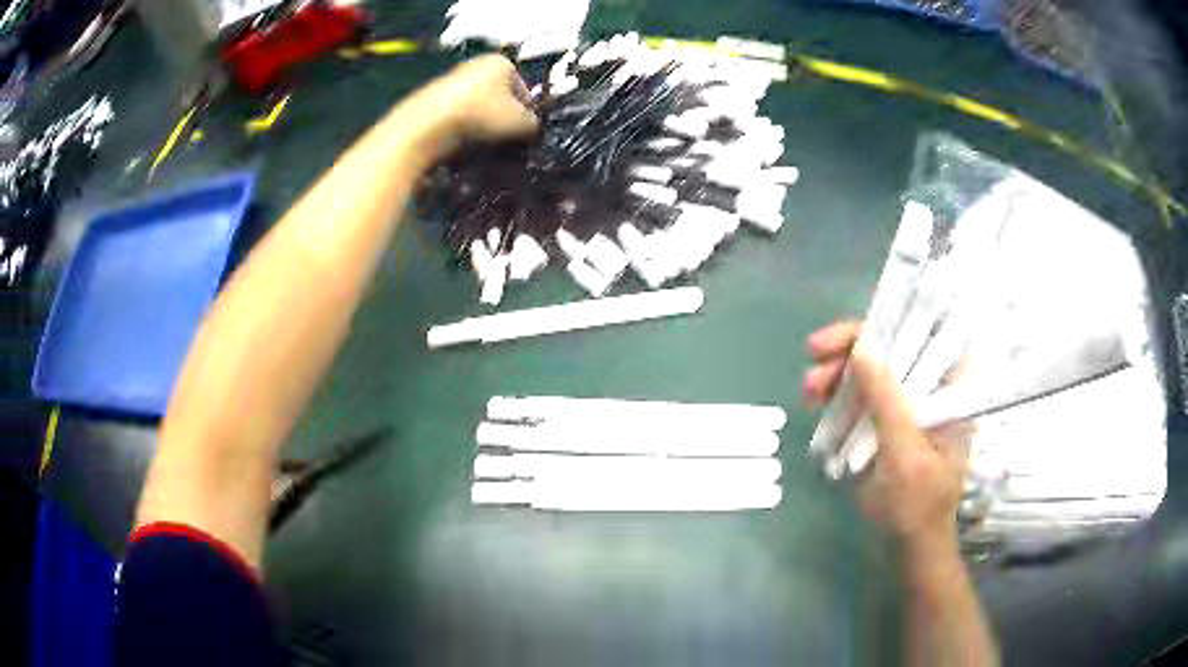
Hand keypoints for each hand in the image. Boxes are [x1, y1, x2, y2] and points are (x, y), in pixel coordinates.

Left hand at [412, 54, 538, 143]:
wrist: (427, 124)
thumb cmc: (482, 115)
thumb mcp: (522, 123)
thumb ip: (535, 123)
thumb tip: (531, 127)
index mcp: (502, 62)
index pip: (525, 90)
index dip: (527, 114)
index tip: (523, 134)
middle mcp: (477, 63)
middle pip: (499, 96)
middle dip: (502, 117)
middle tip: (503, 140)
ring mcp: (452, 79)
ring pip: (477, 106)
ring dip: (481, 123)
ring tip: (480, 143)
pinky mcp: (432, 97)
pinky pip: (456, 114)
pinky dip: (460, 126)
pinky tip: (459, 141)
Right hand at [804, 321, 969, 556]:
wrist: (909, 546)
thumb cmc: (917, 506)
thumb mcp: (904, 455)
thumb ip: (887, 402)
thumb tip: (862, 348)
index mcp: (952, 389)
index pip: (923, 333)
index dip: (885, 322)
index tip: (845, 337)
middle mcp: (933, 387)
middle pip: (893, 346)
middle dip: (851, 350)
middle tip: (812, 358)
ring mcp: (910, 404)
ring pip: (873, 370)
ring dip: (839, 373)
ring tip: (807, 390)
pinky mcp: (890, 421)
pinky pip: (864, 395)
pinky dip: (839, 395)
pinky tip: (817, 402)